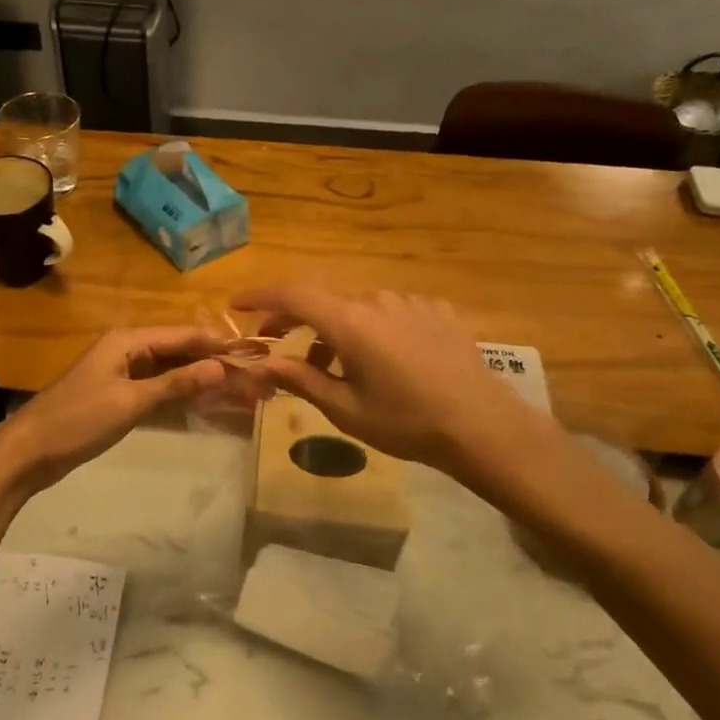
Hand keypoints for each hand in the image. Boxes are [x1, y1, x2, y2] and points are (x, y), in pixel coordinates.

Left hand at [0, 327, 268, 491]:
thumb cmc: (78, 420)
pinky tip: (204, 404)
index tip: (253, 354)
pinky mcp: (118, 396)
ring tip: (237, 391)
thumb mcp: (130, 402)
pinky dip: (180, 395)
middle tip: (251, 379)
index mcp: (128, 341)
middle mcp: (127, 350)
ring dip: (200, 380)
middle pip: (179, 352)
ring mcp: (122, 374)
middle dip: (213, 363)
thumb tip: (220, 367)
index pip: (183, 335)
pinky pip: (157, 389)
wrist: (29, 452)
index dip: (217, 344)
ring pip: (170, 371)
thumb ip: (176, 384)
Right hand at [234, 286, 547, 476]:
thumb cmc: (406, 422)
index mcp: (350, 323)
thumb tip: (266, 363)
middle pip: (324, 299)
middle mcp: (376, 300)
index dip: (261, 296)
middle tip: (279, 342)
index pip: (294, 295)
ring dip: (336, 327)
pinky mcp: (435, 309)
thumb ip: (302, 380)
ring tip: (334, 363)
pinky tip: (384, 358)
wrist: (481, 425)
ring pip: (358, 306)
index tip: (238, 304)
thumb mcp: (346, 409)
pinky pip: (390, 310)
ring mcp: (409, 301)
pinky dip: (372, 327)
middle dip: (295, 318)